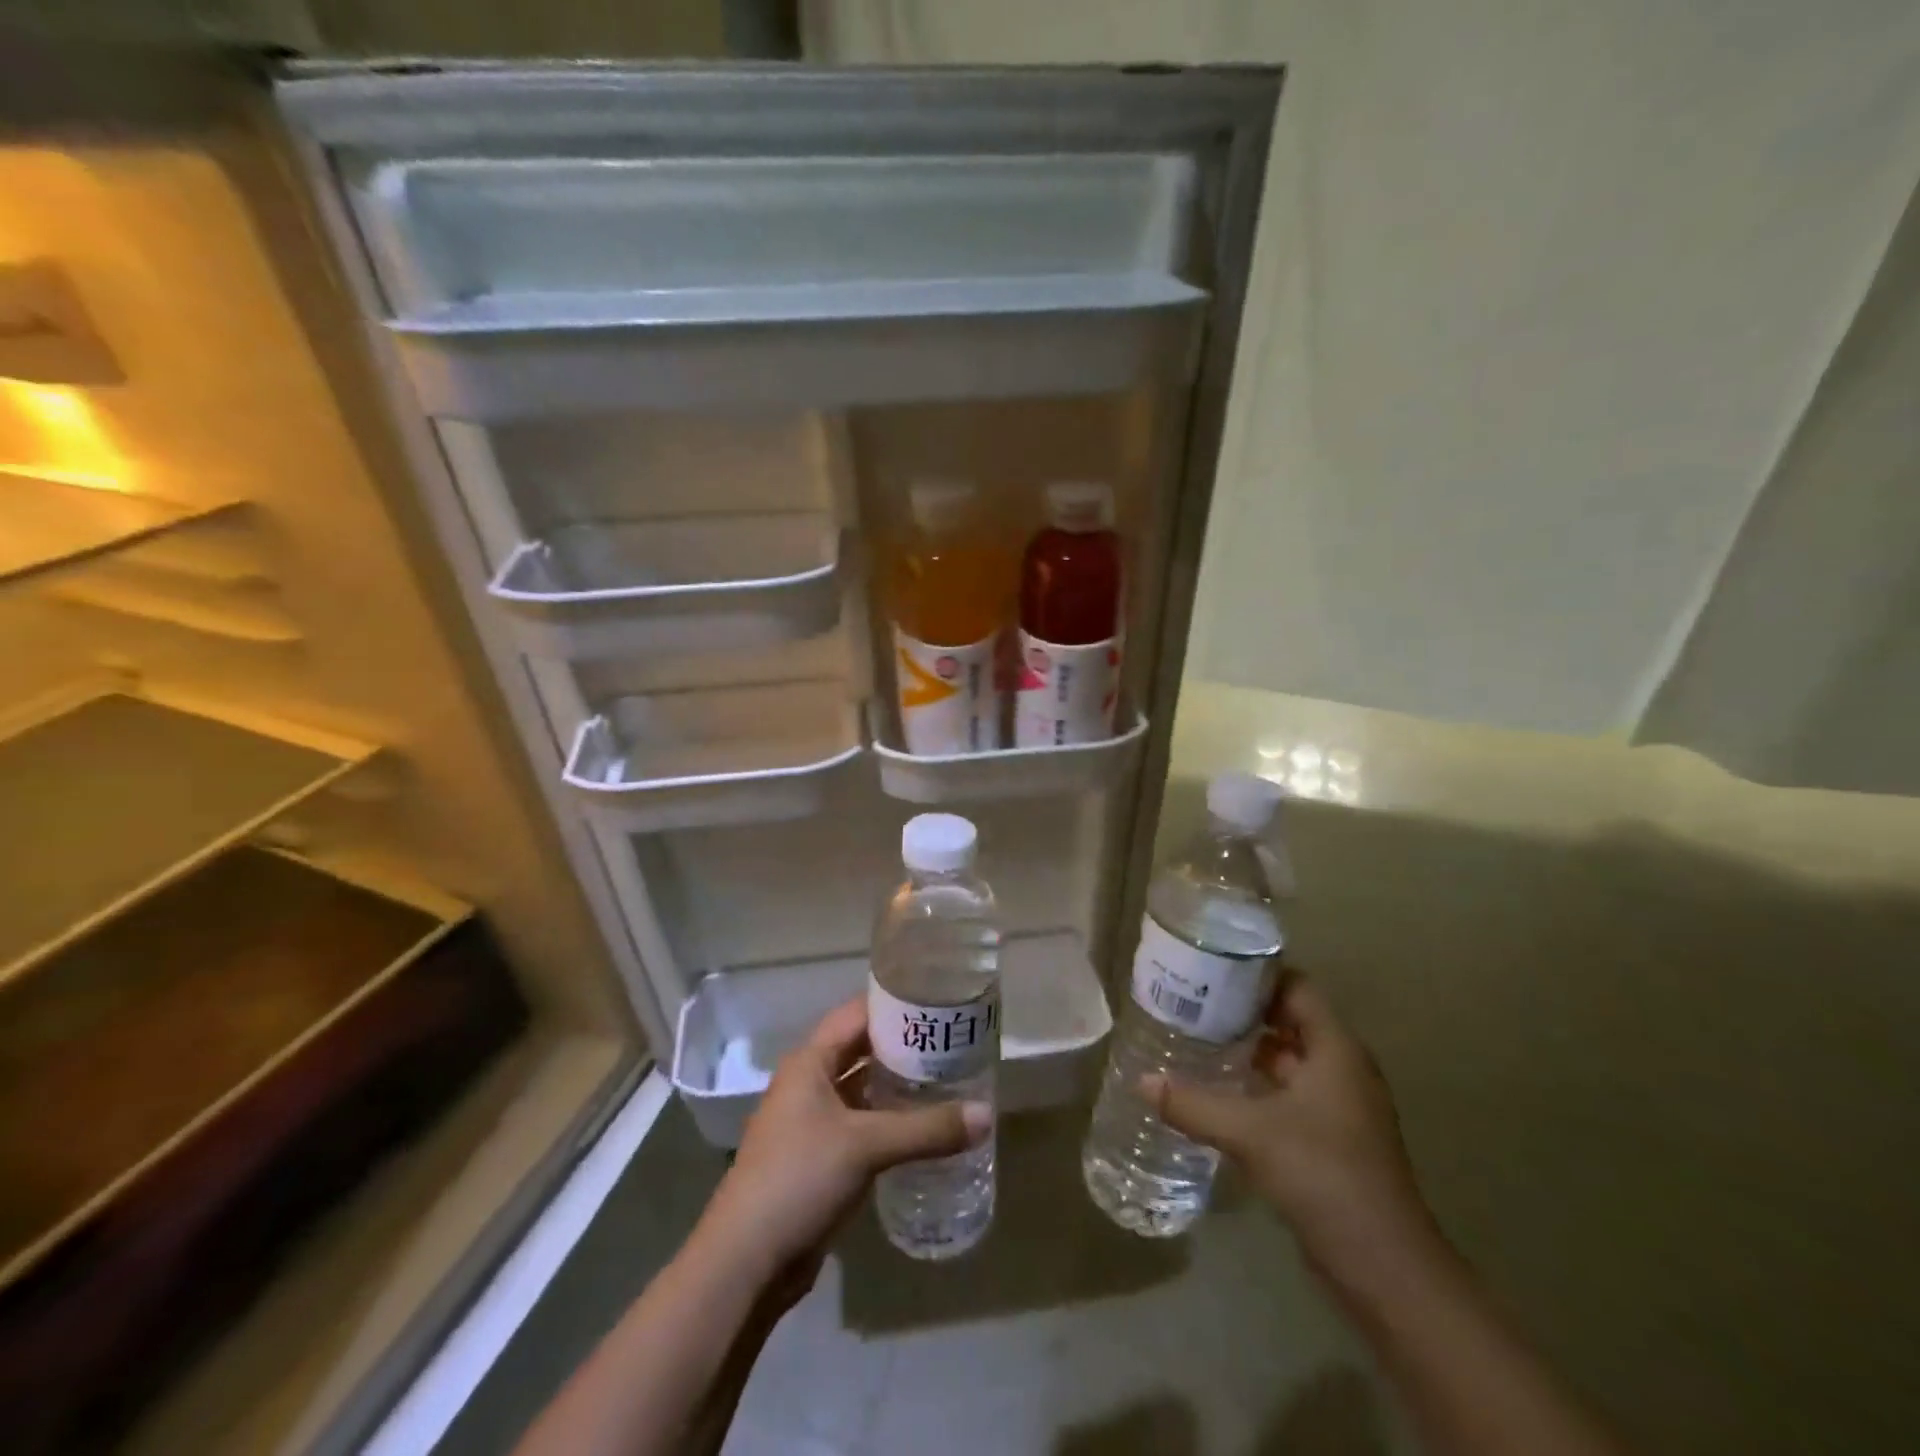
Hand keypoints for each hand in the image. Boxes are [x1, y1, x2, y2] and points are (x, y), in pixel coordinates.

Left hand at [696, 1000, 990, 1288]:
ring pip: (862, 1088)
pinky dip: (889, 1120)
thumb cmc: (799, 1178)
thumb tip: (987, 1115)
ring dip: (897, 1084)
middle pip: (861, 1049)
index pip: (858, 1014)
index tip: (939, 1001)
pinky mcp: (818, 1157)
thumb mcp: (867, 1145)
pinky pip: (861, 1123)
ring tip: (947, 1077)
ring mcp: (811, 1122)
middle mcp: (808, 1083)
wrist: (746, 1262)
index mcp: (810, 1062)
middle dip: (903, 1045)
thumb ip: (928, 1129)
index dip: (896, 1004)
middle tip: (953, 1041)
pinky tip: (923, 1126)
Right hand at [1145, 976, 1435, 1283]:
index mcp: (1336, 1050)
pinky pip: (1288, 1094)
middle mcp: (1342, 1069)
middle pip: (1290, 1021)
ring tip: (1196, 1039)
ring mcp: (1339, 1107)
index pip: (1296, 988)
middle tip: (1192, 1002)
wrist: (1384, 1269)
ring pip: (1288, 1060)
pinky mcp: (1331, 1140)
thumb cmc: (1324, 1176)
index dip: (1256, 974)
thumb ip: (1193, 1103)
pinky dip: (1257, 1086)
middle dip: (1243, 1011)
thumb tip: (1140, 1081)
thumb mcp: (1250, 1133)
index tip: (1210, 969)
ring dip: (1248, 1050)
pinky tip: (1218, 1091)